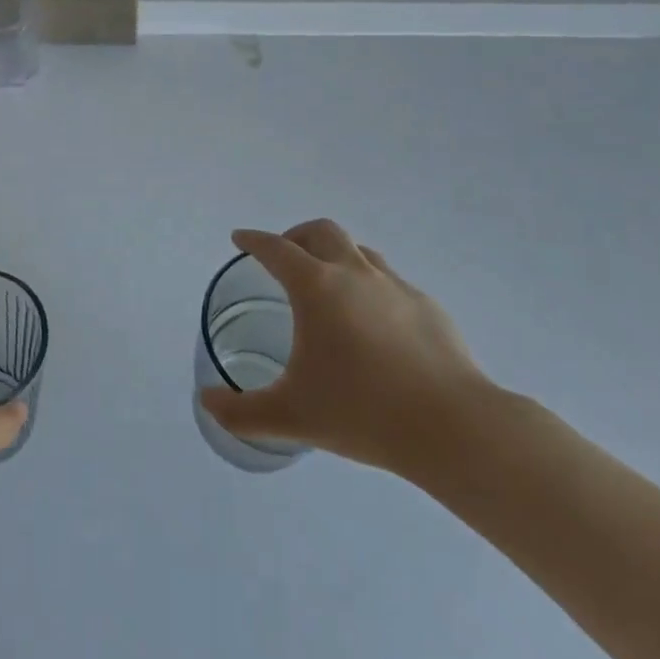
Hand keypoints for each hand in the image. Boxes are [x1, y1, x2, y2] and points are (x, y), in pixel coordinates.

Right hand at [200, 220, 498, 482]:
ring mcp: (396, 287)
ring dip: (336, 256)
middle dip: (296, 236)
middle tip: (284, 257)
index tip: (240, 239)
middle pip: (321, 232)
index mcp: (316, 288)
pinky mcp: (428, 307)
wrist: (453, 427)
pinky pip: (390, 283)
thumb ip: (241, 412)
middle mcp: (355, 274)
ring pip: (360, 252)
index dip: (254, 241)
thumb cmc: (362, 412)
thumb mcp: (290, 416)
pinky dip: (371, 288)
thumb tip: (206, 401)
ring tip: (329, 286)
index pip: (276, 249)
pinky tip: (374, 325)